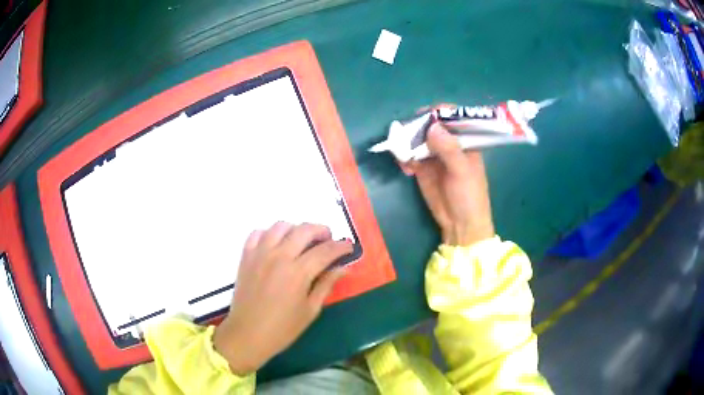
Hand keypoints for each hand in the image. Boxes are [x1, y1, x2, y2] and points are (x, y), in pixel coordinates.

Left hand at [213, 222, 350, 374]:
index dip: (341, 246)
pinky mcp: (246, 256)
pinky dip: (270, 233)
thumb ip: (326, 285)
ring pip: (281, 226)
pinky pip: (258, 233)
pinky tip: (276, 244)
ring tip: (302, 241)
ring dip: (296, 229)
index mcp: (298, 272)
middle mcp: (279, 256)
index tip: (349, 246)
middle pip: (305, 230)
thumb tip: (344, 268)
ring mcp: (260, 253)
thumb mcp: (310, 310)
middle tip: (328, 240)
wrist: (247, 334)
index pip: (325, 251)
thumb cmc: (282, 328)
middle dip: (322, 230)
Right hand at [400, 122, 494, 245]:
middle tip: (406, 133)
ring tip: (403, 153)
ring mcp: (434, 155)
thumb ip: (449, 149)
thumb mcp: (462, 171)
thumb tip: (432, 126)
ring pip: (417, 139)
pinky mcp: (422, 168)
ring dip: (407, 143)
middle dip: (417, 127)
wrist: (460, 224)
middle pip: (430, 125)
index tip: (425, 115)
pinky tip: (406, 169)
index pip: (451, 118)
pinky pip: (410, 156)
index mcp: (465, 141)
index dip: (438, 113)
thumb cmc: (470, 196)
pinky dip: (404, 158)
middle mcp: (449, 144)